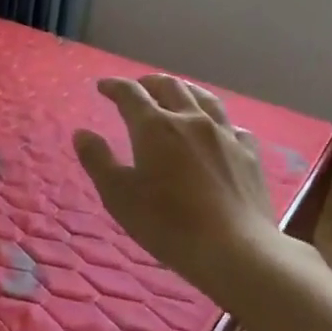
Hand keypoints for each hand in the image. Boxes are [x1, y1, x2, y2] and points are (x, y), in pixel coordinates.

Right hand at [73, 75, 279, 296]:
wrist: (234, 248)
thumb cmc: (167, 223)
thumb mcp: (118, 195)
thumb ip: (98, 160)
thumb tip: (82, 133)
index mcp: (155, 127)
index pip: (131, 94)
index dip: (115, 86)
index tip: (104, 86)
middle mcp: (192, 121)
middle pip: (170, 87)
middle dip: (150, 82)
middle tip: (138, 86)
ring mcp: (225, 135)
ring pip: (205, 99)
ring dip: (185, 90)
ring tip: (177, 92)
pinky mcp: (250, 155)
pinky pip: (233, 127)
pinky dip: (218, 122)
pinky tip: (219, 131)